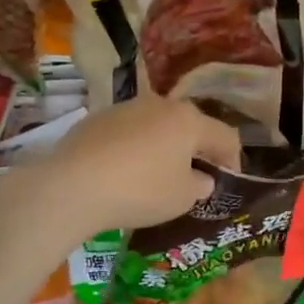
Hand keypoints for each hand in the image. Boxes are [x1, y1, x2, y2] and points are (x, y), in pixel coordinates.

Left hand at [12, 96, 241, 243]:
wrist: (71, 185)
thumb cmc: (140, 191)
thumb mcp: (181, 198)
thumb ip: (200, 185)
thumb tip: (201, 178)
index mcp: (189, 120)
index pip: (225, 136)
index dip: (232, 159)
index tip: (227, 181)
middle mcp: (162, 104)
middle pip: (191, 125)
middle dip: (197, 150)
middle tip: (195, 177)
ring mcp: (128, 107)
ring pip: (158, 125)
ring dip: (164, 146)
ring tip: (157, 175)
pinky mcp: (99, 117)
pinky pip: (129, 132)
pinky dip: (135, 148)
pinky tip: (123, 172)